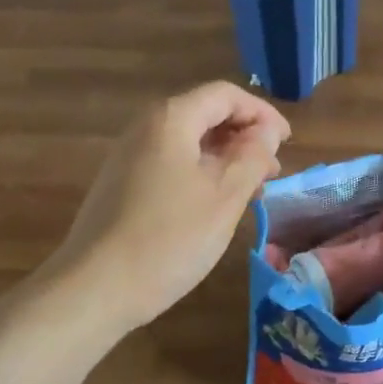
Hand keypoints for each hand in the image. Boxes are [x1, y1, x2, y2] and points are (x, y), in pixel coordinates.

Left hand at [48, 81, 290, 329]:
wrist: (95, 287)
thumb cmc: (169, 238)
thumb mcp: (225, 197)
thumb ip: (252, 156)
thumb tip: (267, 131)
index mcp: (170, 120)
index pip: (225, 95)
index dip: (262, 113)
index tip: (287, 142)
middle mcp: (144, 129)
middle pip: (204, 116)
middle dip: (244, 138)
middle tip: (273, 172)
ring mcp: (128, 158)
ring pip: (188, 145)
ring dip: (225, 160)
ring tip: (251, 193)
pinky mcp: (121, 187)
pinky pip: (170, 166)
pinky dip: (200, 176)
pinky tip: (214, 208)